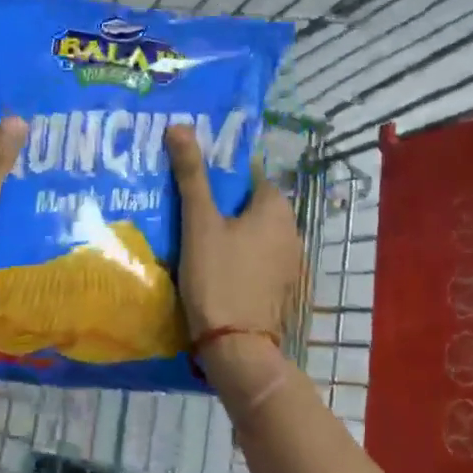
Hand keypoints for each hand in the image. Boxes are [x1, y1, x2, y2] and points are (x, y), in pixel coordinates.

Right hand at [166, 124, 303, 343]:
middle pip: (251, 204)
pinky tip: (213, 266)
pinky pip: (258, 258)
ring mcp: (290, 261)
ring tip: (193, 236)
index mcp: (276, 207)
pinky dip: (239, 256)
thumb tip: (180, 126)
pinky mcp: (281, 286)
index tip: (191, 181)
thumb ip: (191, 175)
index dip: (220, 175)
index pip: (248, 175)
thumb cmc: (218, 277)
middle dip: (223, 204)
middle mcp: (292, 229)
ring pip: (254, 233)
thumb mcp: (199, 223)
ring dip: (230, 232)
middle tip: (185, 209)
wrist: (236, 346)